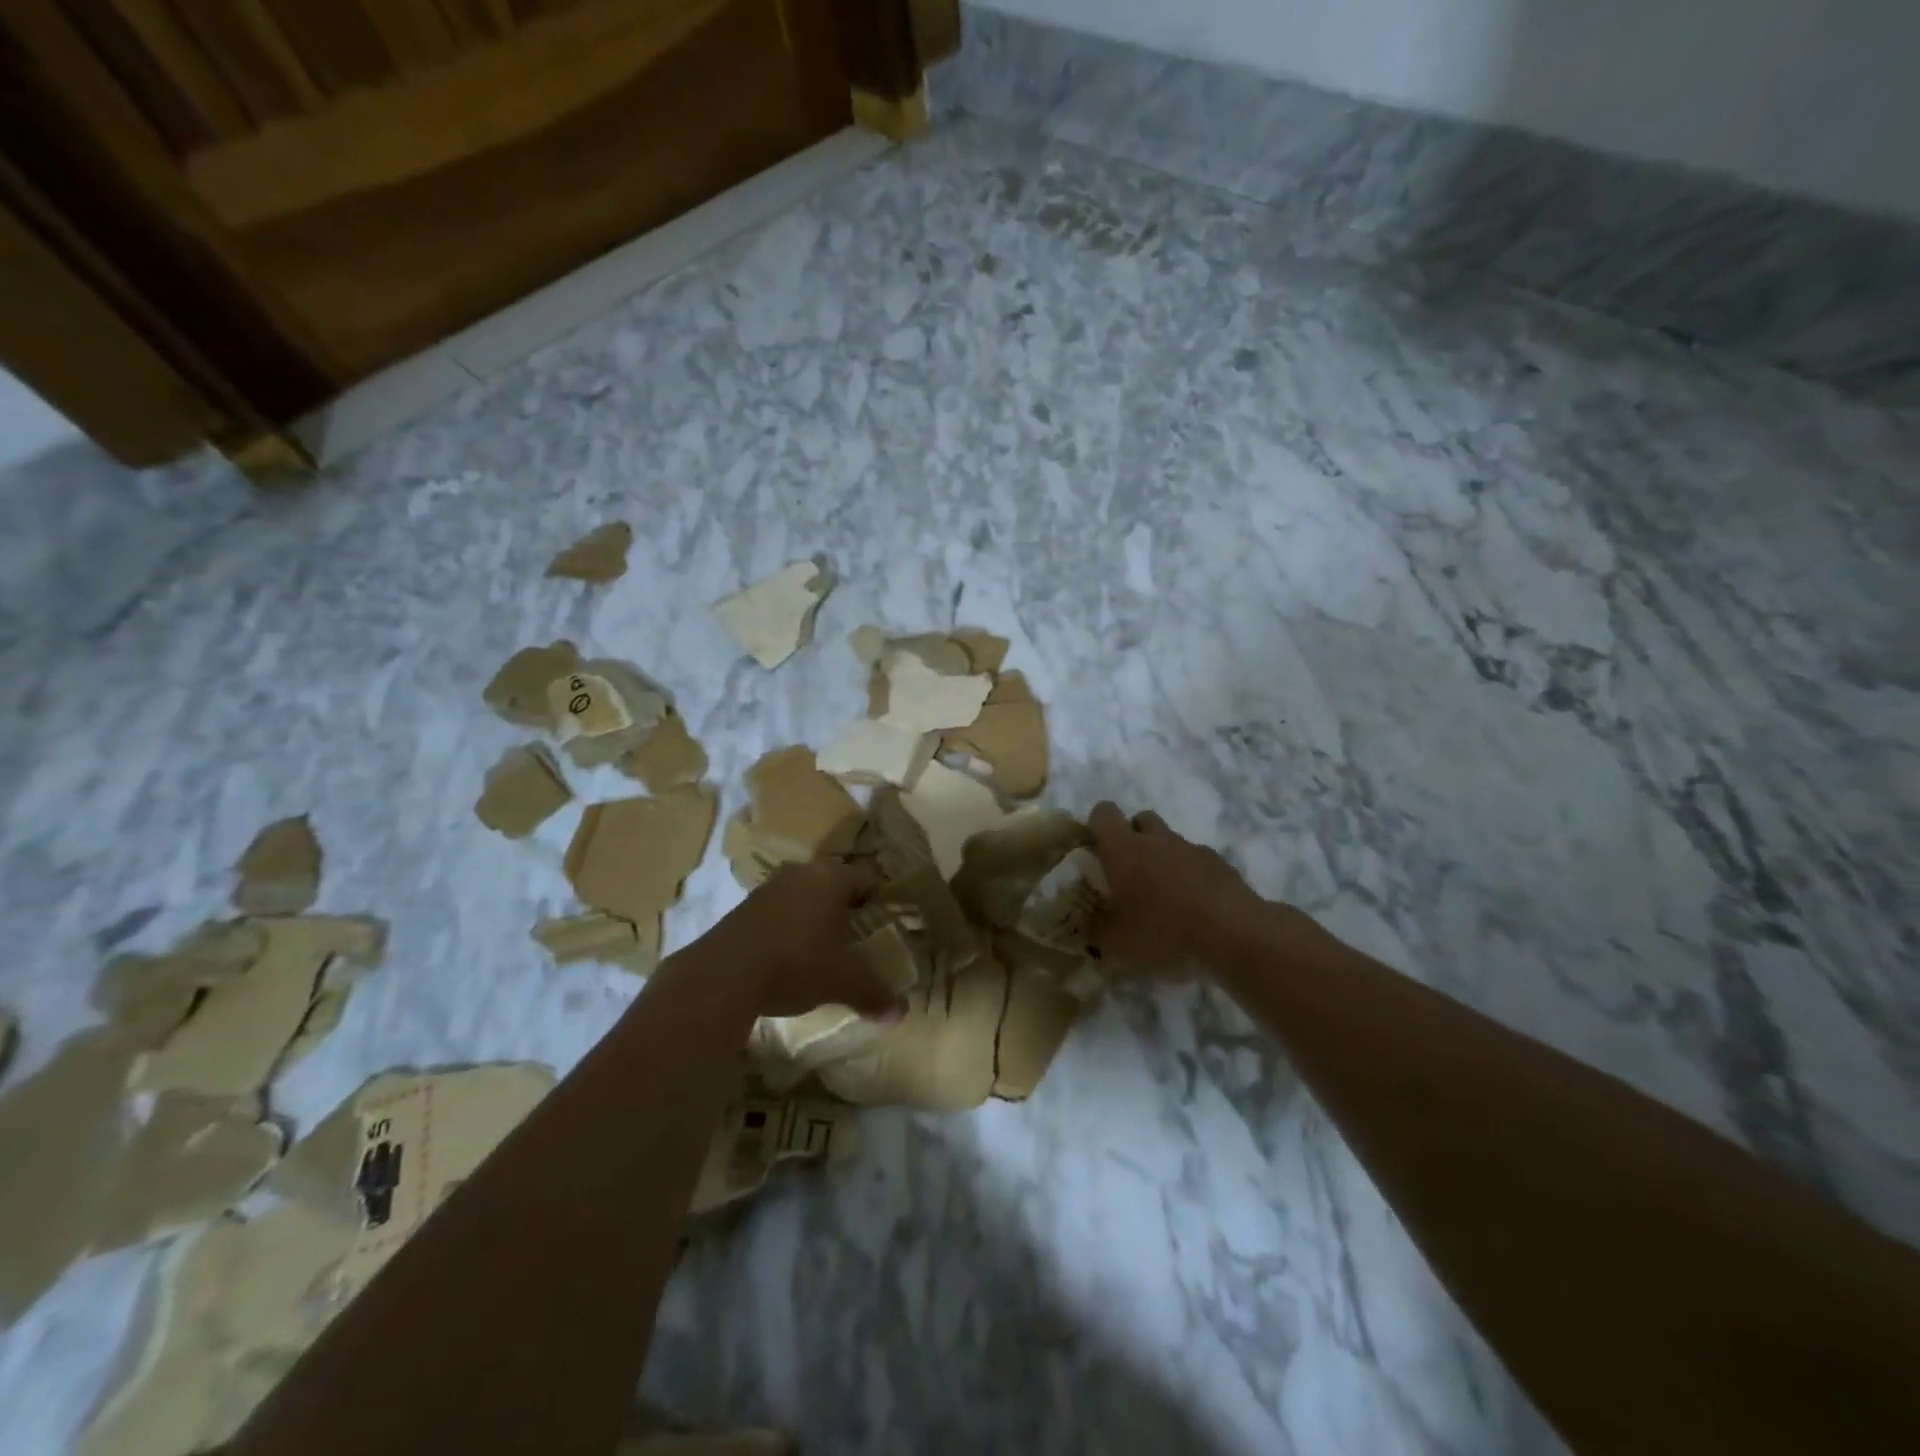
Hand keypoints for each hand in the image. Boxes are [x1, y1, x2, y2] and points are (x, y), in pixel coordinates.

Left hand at [703, 859, 904, 1019]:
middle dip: (846, 910)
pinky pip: (779, 911)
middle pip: (834, 885)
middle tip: (858, 938)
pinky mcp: (743, 908)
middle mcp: (801, 872)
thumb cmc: (795, 964)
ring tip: (823, 950)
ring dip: (814, 918)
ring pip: (804, 896)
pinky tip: (789, 957)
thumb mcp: (843, 981)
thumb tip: (901, 1013)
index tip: (885, 925)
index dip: (879, 902)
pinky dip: (789, 928)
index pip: (867, 880)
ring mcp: (768, 887)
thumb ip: (874, 992)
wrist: (723, 975)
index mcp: (831, 878)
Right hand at [1087, 802, 1266, 976]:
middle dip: (1133, 839)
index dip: (1096, 827)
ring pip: (1171, 842)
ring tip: (1165, 900)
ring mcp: (1193, 849)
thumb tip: (1089, 934)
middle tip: (1129, 875)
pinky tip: (1196, 910)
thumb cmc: (1164, 934)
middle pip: (1140, 820)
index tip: (1096, 853)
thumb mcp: (1117, 947)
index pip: (1103, 813)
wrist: (1235, 935)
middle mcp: (1157, 840)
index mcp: (1124, 849)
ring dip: (1164, 860)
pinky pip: (1198, 863)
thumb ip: (1097, 936)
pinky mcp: (1222, 865)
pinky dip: (1192, 878)